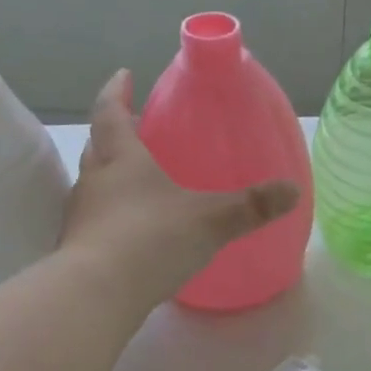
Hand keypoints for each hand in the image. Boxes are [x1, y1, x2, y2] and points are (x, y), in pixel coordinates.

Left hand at [59, 69, 299, 310]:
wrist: (96, 295)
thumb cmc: (152, 239)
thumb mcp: (211, 220)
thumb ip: (251, 206)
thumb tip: (293, 190)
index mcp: (122, 159)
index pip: (112, 112)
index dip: (117, 91)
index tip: (124, 75)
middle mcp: (95, 181)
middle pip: (98, 147)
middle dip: (114, 135)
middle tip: (134, 130)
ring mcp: (81, 218)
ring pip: (93, 186)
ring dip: (110, 178)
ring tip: (137, 184)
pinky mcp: (77, 251)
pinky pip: (96, 222)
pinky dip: (111, 218)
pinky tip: (132, 235)